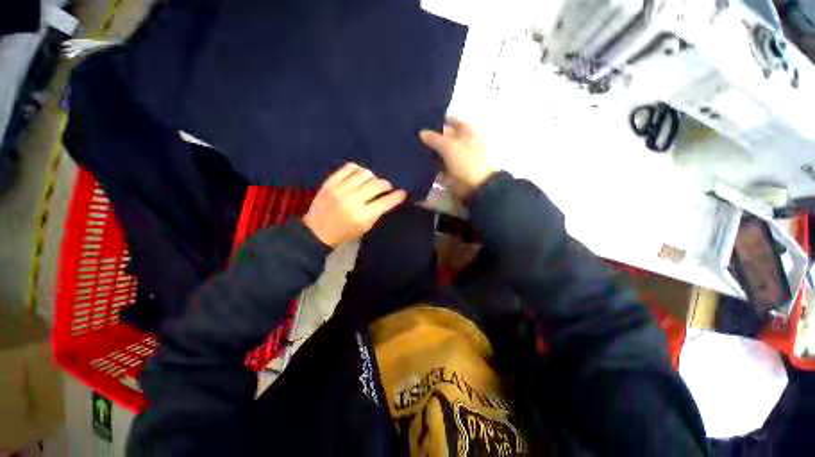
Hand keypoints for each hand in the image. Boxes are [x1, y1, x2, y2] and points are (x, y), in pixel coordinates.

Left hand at [303, 163, 406, 246]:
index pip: (386, 201)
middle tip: (387, 188)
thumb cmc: (344, 233)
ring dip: (373, 177)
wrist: (316, 231)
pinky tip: (359, 176)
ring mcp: (340, 189)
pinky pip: (350, 167)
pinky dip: (358, 170)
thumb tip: (389, 198)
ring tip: (371, 183)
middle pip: (377, 184)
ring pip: (365, 173)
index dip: (397, 196)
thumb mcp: (365, 227)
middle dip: (386, 185)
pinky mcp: (331, 182)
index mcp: (362, 216)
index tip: (402, 193)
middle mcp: (352, 199)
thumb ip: (378, 212)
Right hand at [420, 118, 495, 198]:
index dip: (439, 120)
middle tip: (413, 136)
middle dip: (431, 138)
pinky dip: (432, 166)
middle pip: (445, 137)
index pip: (452, 121)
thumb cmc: (466, 162)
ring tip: (413, 149)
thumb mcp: (449, 146)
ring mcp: (458, 158)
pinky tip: (419, 164)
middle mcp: (463, 143)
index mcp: (467, 132)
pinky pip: (440, 166)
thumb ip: (435, 138)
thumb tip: (421, 132)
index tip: (423, 121)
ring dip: (430, 153)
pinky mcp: (452, 171)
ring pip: (441, 153)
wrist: (475, 187)